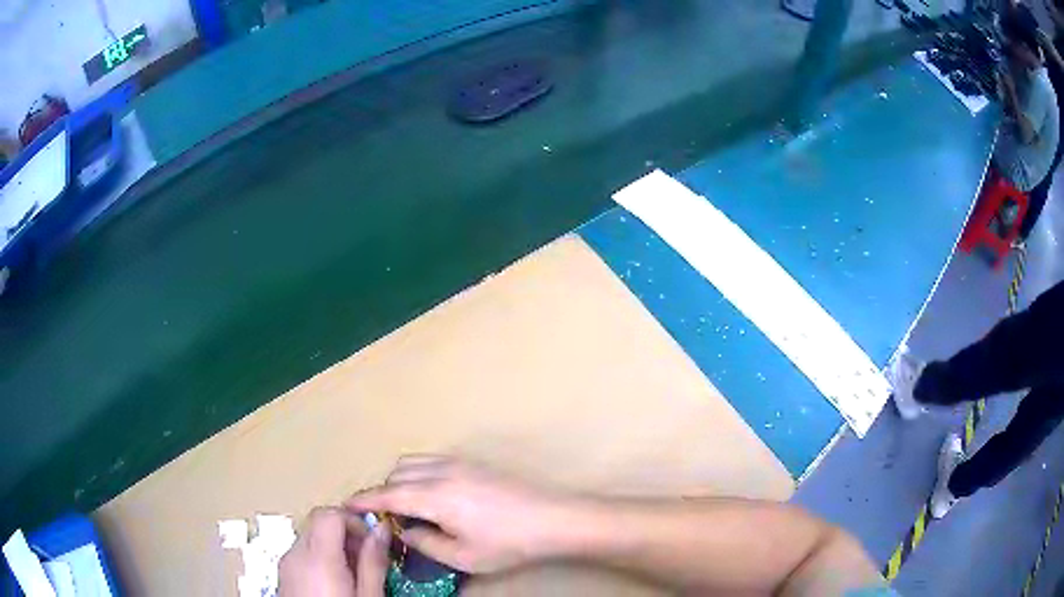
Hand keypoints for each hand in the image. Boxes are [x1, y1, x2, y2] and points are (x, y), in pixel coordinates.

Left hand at [278, 507, 389, 596]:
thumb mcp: (369, 596)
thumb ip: (373, 561)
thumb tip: (381, 530)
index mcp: (317, 557)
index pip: (329, 514)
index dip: (353, 520)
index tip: (372, 540)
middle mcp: (295, 554)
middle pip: (318, 523)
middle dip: (345, 533)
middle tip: (368, 559)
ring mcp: (286, 564)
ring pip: (310, 537)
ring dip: (334, 546)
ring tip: (355, 574)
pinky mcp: (283, 575)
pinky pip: (302, 554)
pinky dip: (320, 558)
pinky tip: (336, 583)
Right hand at [346, 456, 571, 573]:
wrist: (554, 518)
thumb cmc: (508, 543)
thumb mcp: (462, 556)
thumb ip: (425, 543)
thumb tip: (405, 530)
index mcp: (434, 495)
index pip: (387, 494)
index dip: (363, 500)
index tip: (346, 505)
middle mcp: (441, 471)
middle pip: (396, 475)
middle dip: (383, 494)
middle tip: (386, 519)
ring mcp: (459, 462)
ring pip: (412, 463)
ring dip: (400, 481)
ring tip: (408, 509)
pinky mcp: (473, 462)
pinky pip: (430, 460)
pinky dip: (418, 474)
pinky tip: (431, 497)